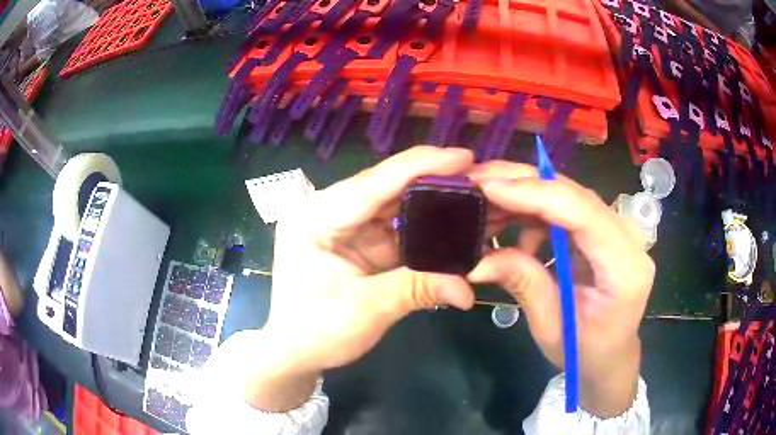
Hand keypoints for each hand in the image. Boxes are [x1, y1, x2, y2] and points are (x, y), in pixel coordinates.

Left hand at [240, 146, 478, 410]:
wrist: (296, 352)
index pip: (373, 183)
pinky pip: (398, 227)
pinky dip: (426, 226)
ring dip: (434, 201)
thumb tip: (468, 289)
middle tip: (479, 176)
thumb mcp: (365, 310)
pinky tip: (454, 220)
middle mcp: (330, 211)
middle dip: (434, 180)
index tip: (465, 156)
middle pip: (387, 188)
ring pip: (396, 205)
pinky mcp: (361, 243)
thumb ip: (417, 289)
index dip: (421, 166)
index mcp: (316, 217)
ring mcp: (346, 226)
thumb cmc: (315, 331)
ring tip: (475, 193)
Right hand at [467, 161, 654, 416]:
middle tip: (476, 182)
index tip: (489, 187)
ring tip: (486, 206)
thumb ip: (524, 284)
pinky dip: (536, 212)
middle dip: (523, 184)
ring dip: (525, 195)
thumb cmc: (585, 352)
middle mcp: (627, 237)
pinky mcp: (604, 229)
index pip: (582, 213)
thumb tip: (477, 260)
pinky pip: (567, 208)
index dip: (536, 194)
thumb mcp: (551, 326)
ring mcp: (618, 229)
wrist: (610, 356)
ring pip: (568, 194)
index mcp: (624, 268)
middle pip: (575, 194)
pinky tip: (516, 232)